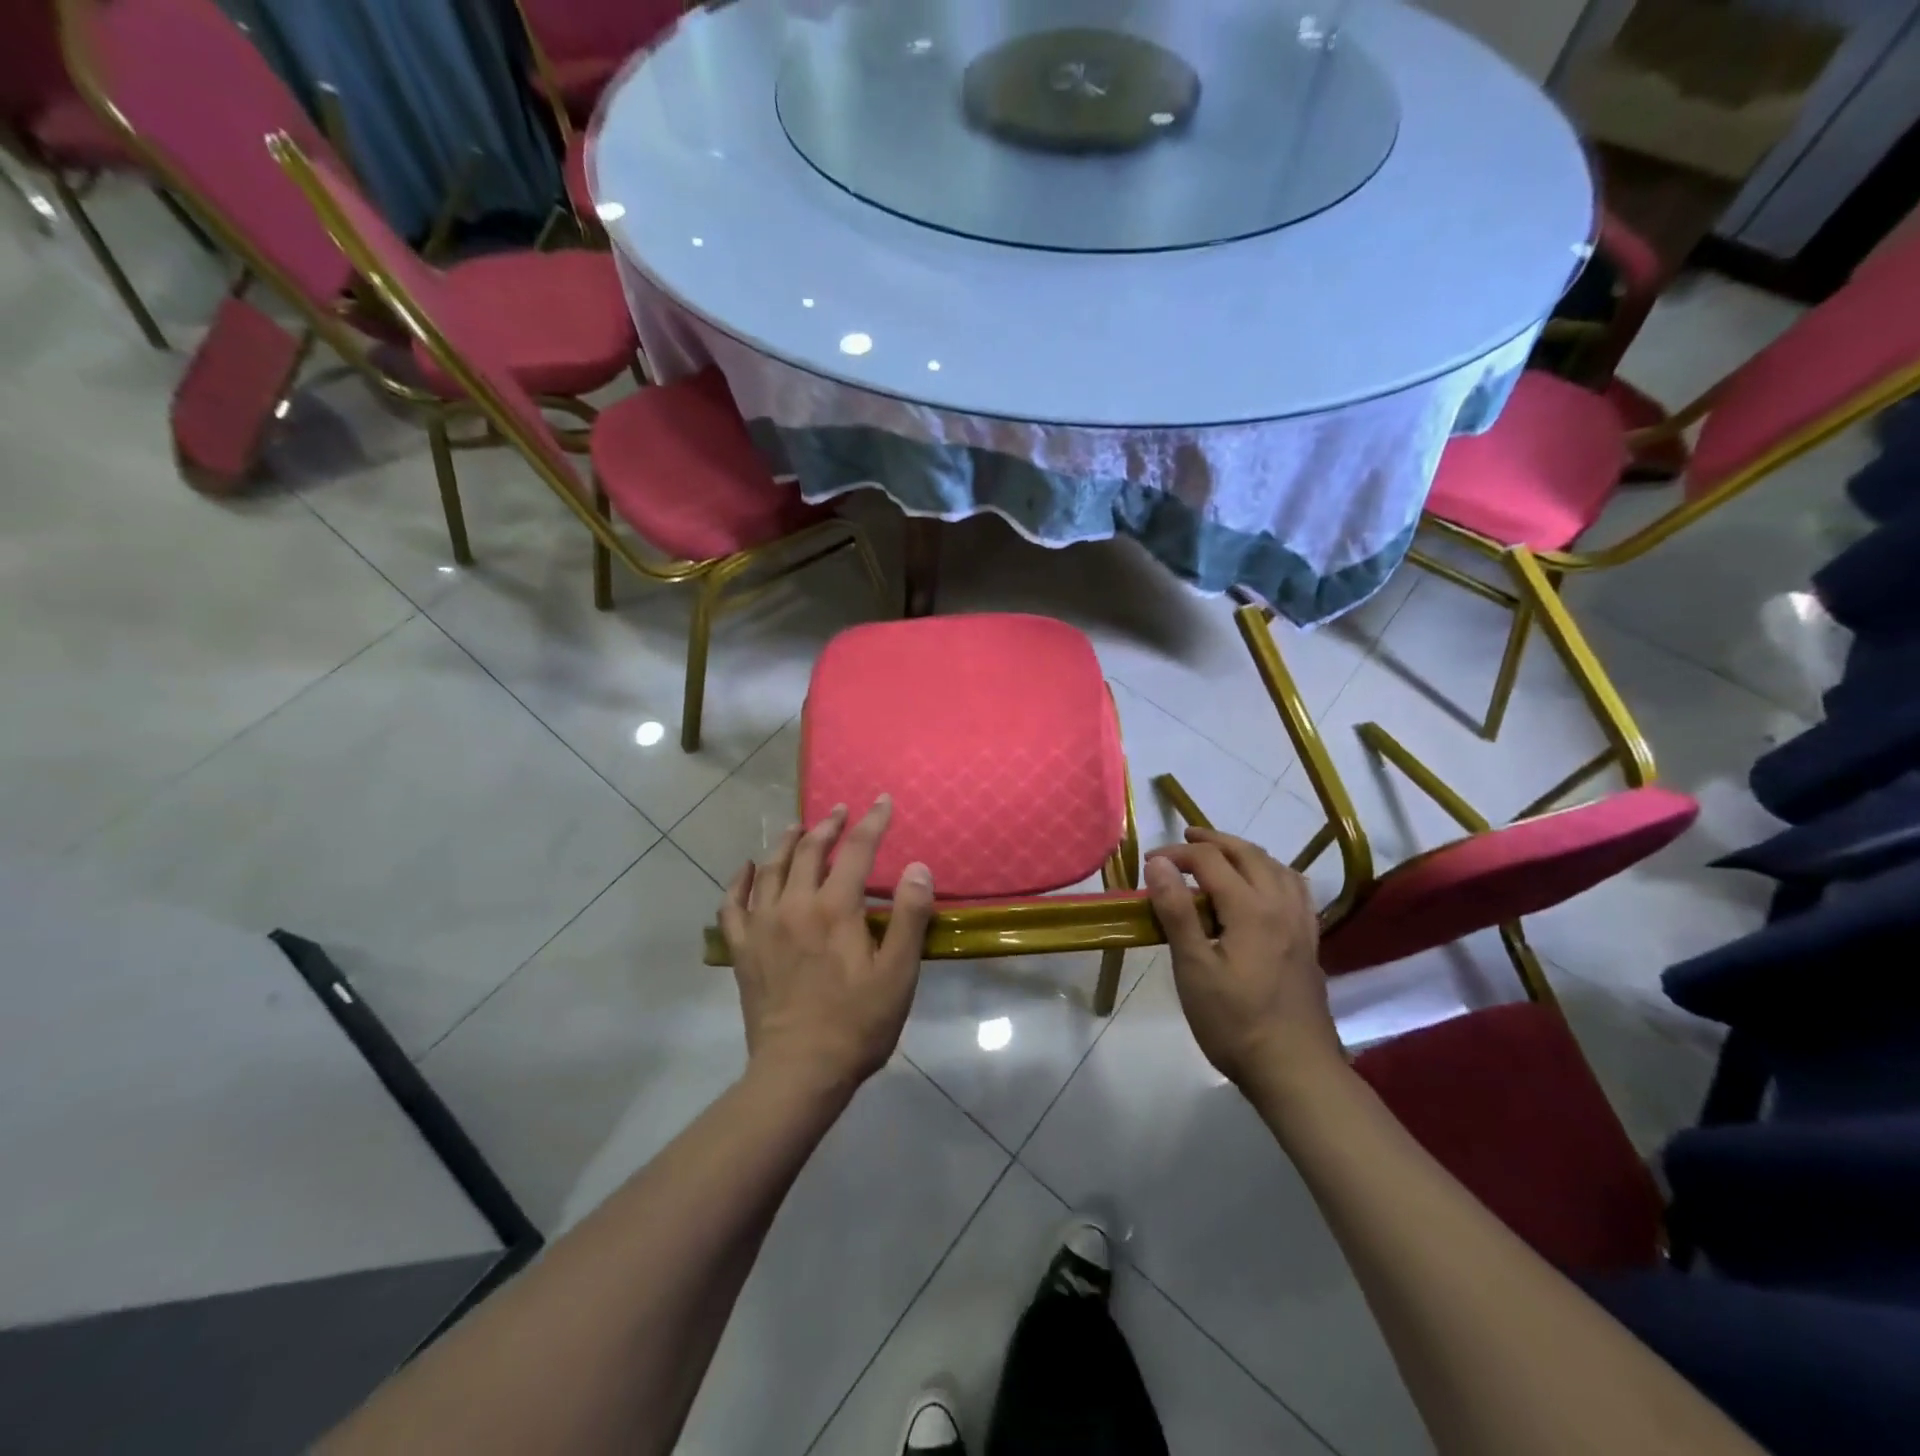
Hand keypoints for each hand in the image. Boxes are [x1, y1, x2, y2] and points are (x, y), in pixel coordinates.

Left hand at [720, 797, 934, 1096]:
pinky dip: (738, 881)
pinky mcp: (742, 949)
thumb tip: (917, 867)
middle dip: (828, 825)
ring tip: (798, 827)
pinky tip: (745, 868)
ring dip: (787, 842)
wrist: (799, 1071)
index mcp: (835, 909)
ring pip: (770, 868)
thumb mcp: (898, 973)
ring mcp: (762, 926)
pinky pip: (733, 904)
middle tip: (841, 811)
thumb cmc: (857, 1023)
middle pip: (810, 851)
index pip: (857, 850)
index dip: (872, 822)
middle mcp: (795, 905)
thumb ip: (910, 916)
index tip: (883, 801)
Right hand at [1144, 827, 1342, 1092]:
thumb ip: (1176, 912)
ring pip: (1276, 867)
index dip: (1177, 855)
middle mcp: (1281, 905)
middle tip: (1184, 840)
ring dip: (1245, 853)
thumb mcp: (1194, 968)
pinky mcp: (1309, 942)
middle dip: (1214, 841)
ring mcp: (1301, 924)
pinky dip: (1272, 873)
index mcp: (1251, 908)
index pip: (1211, 861)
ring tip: (1221, 856)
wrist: (1294, 1069)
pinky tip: (1262, 888)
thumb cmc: (1234, 1022)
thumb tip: (1158, 864)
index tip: (1149, 863)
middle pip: (1248, 854)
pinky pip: (1294, 889)